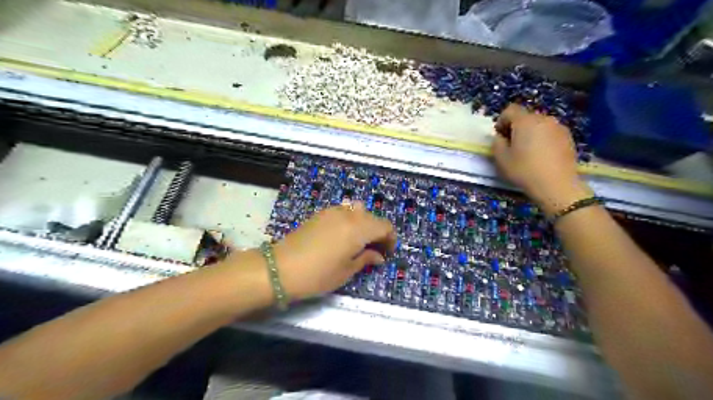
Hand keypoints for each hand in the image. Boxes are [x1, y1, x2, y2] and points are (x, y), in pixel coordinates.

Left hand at [273, 203, 397, 300]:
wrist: (280, 268)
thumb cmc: (318, 274)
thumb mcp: (346, 271)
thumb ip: (365, 259)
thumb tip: (378, 256)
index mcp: (359, 228)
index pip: (385, 226)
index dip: (390, 239)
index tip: (387, 253)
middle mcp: (348, 215)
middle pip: (372, 217)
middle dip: (378, 231)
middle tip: (374, 250)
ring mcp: (332, 211)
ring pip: (357, 211)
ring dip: (364, 224)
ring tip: (358, 242)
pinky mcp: (320, 214)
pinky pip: (343, 211)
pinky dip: (350, 220)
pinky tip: (342, 236)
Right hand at [494, 103, 593, 214]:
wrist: (556, 185)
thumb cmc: (524, 171)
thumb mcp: (501, 159)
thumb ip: (497, 143)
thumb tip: (500, 136)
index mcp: (525, 121)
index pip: (510, 110)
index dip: (501, 121)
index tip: (499, 136)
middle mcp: (544, 119)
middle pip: (525, 117)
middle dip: (516, 127)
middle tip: (511, 145)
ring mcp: (559, 127)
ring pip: (539, 124)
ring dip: (530, 133)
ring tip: (527, 152)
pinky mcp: (568, 137)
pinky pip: (550, 132)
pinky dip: (543, 139)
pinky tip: (541, 156)